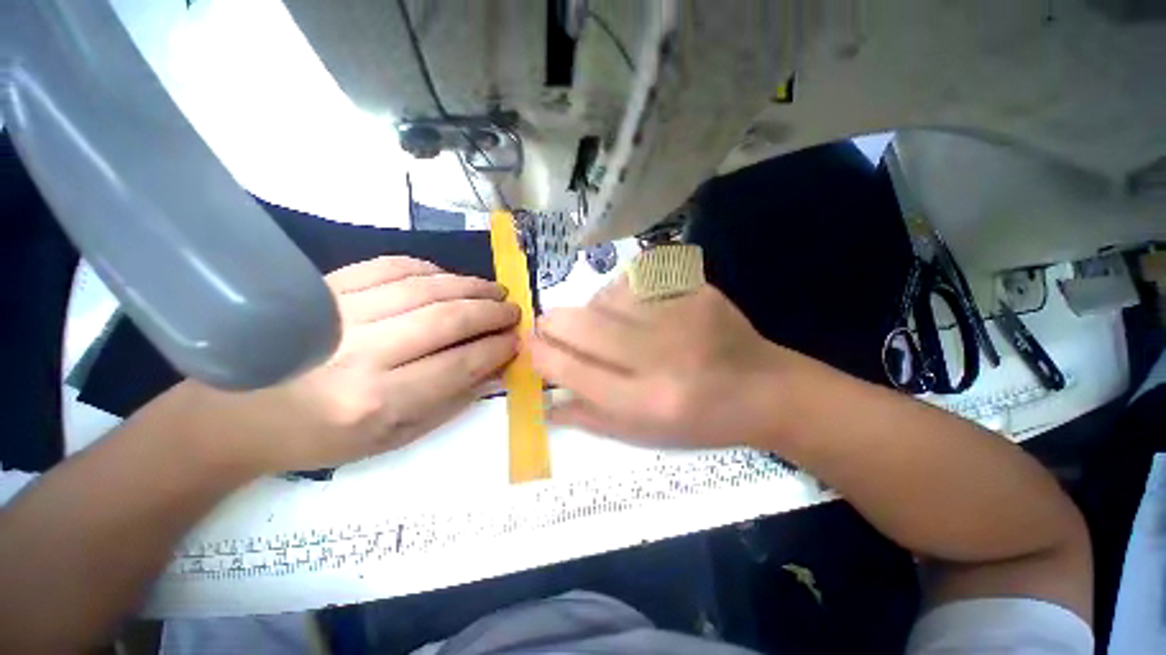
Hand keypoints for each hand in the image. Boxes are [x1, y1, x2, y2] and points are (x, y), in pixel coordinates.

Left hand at [178, 256, 519, 473]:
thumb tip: (493, 367)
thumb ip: (451, 400)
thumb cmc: (323, 437)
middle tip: (512, 310)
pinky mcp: (324, 289)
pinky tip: (448, 277)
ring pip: (424, 288)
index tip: (516, 340)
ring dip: (469, 285)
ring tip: (494, 290)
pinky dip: (429, 269)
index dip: (496, 348)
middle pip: (446, 319)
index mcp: (379, 401)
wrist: (238, 415)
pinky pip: (389, 267)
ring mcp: (340, 314)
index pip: (459, 364)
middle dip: (491, 312)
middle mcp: (362, 353)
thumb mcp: (394, 438)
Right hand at [528, 276, 795, 448]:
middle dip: (553, 323)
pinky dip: (623, 291)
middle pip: (580, 324)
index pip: (570, 370)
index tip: (530, 347)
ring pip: (605, 295)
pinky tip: (634, 307)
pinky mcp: (696, 289)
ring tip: (604, 322)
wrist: (764, 389)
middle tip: (551, 326)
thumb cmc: (701, 421)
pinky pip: (636, 278)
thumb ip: (591, 418)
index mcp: (646, 402)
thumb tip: (545, 403)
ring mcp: (680, 316)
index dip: (540, 355)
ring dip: (592, 308)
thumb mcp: (646, 435)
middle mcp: (660, 357)